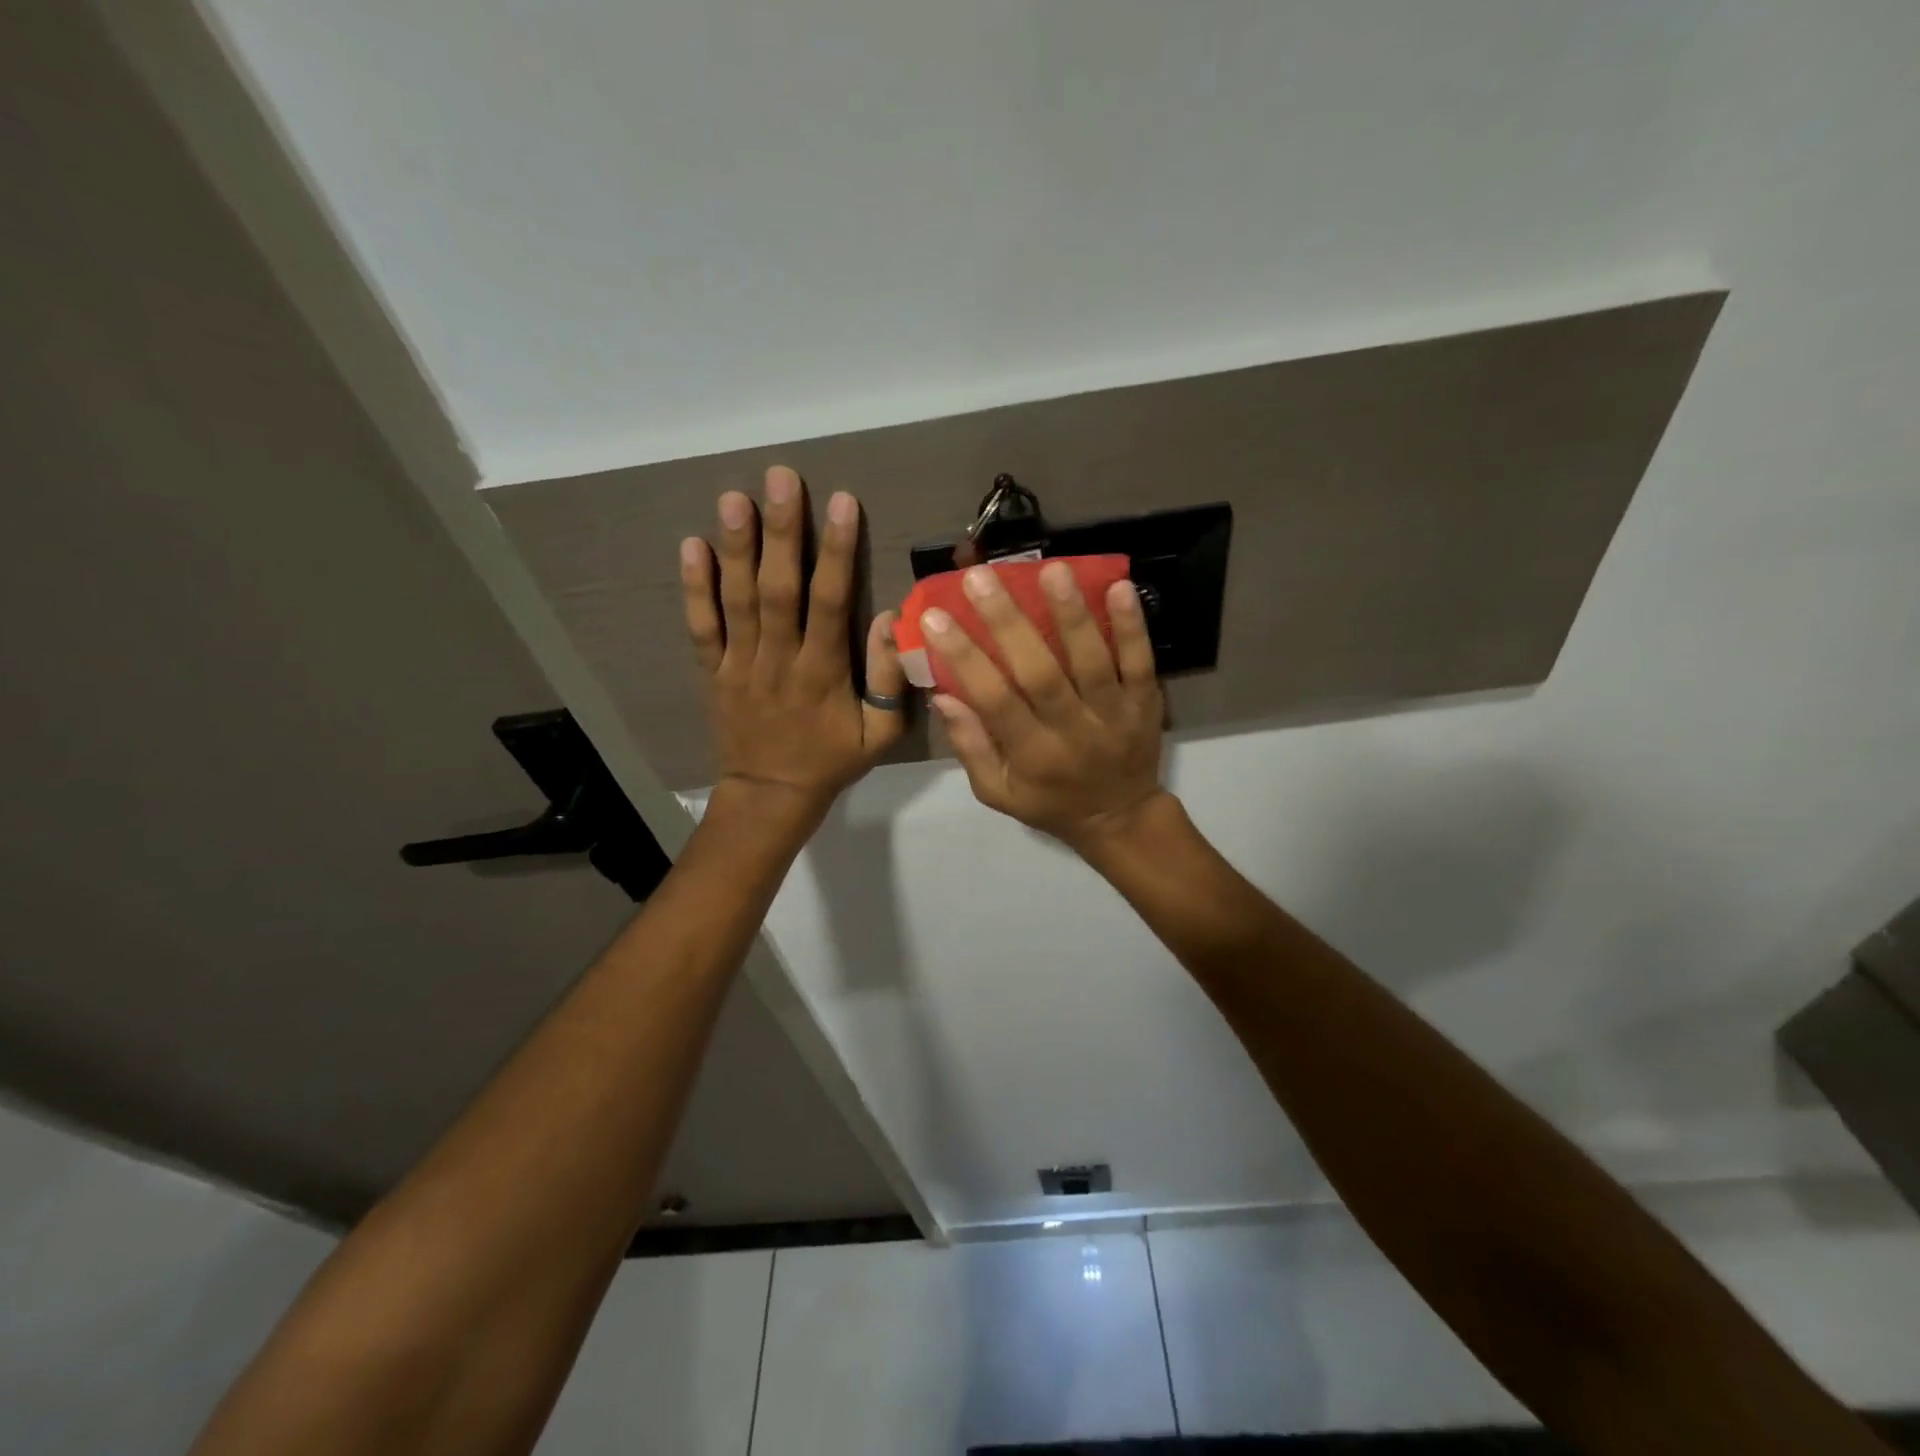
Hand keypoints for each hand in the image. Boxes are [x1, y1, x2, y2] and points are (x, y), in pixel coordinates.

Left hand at [682, 467, 905, 824]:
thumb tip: (888, 620)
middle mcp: (779, 660)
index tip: (841, 502)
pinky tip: (692, 546)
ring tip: (734, 497)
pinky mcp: (712, 672)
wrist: (771, 795)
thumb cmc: (831, 761)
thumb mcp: (881, 735)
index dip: (837, 552)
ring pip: (738, 600)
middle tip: (781, 478)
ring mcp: (739, 664)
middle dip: (782, 533)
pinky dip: (695, 588)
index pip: (831, 603)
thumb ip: (890, 681)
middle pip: (779, 590)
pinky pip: (701, 628)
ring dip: (736, 548)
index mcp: (823, 673)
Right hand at [922, 561, 1169, 853]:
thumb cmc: (1049, 803)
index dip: (964, 658)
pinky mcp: (1145, 703)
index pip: (994, 700)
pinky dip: (1133, 627)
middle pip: (1039, 673)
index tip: (935, 617)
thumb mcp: (998, 791)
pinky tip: (1120, 587)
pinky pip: (1141, 662)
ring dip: (1072, 615)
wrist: (1120, 818)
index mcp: (1032, 755)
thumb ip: (971, 746)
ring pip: (1092, 661)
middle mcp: (1072, 731)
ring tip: (1051, 569)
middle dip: (1008, 623)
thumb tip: (943, 694)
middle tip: (981, 577)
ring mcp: (1113, 714)